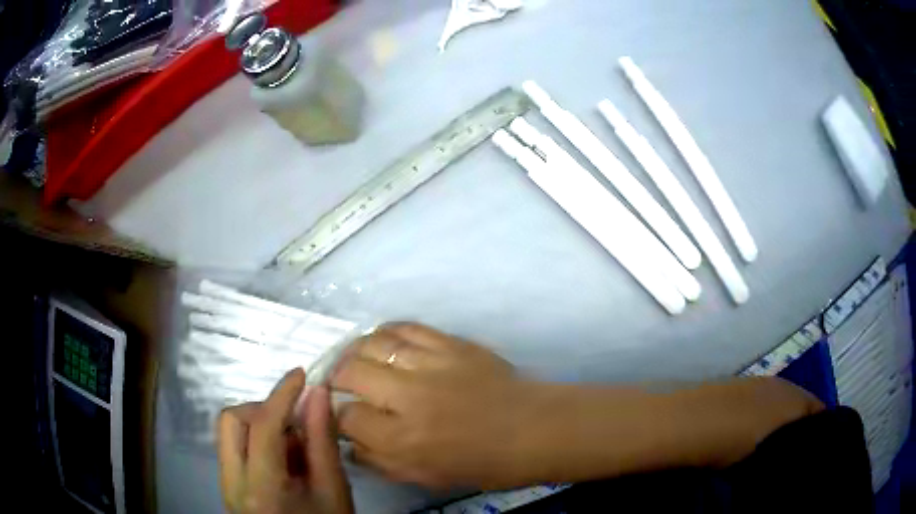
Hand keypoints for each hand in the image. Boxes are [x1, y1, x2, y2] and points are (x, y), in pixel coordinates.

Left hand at [218, 369, 353, 513]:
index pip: (262, 426)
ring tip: (292, 446)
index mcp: (262, 489)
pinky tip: (283, 460)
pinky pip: (234, 447)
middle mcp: (232, 483)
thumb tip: (318, 393)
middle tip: (294, 421)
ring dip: (259, 425)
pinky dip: (256, 441)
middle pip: (230, 420)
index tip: (301, 375)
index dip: (281, 395)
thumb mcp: (334, 489)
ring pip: (229, 432)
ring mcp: (225, 484)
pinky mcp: (227, 485)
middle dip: (262, 409)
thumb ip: (323, 440)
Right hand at [331, 323, 545, 489]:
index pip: (346, 417)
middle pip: (350, 372)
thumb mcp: (426, 477)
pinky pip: (406, 327)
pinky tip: (382, 341)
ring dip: (355, 352)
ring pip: (373, 343)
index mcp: (403, 439)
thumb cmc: (482, 463)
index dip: (336, 417)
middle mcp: (410, 397)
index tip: (342, 417)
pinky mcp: (451, 343)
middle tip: (341, 386)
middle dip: (337, 379)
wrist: (533, 429)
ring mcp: (431, 364)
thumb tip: (349, 442)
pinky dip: (386, 332)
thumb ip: (380, 461)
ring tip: (355, 361)